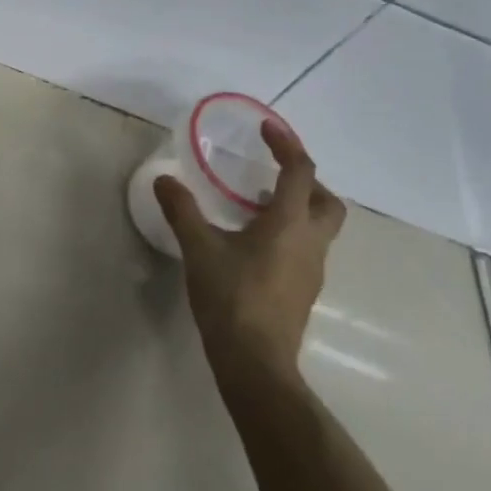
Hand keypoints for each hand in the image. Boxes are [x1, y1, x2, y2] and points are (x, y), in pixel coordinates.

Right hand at [154, 118, 346, 386]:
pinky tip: (254, 247)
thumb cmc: (231, 298)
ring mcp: (312, 270)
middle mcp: (310, 242)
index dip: (287, 145)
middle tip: (272, 176)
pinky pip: (306, 249)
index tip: (267, 129)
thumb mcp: (199, 249)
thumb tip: (164, 180)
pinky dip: (288, 234)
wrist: (256, 362)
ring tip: (254, 209)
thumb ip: (182, 211)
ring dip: (295, 209)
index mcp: (288, 224)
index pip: (300, 172)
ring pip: (318, 228)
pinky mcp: (304, 291)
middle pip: (326, 201)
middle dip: (305, 181)